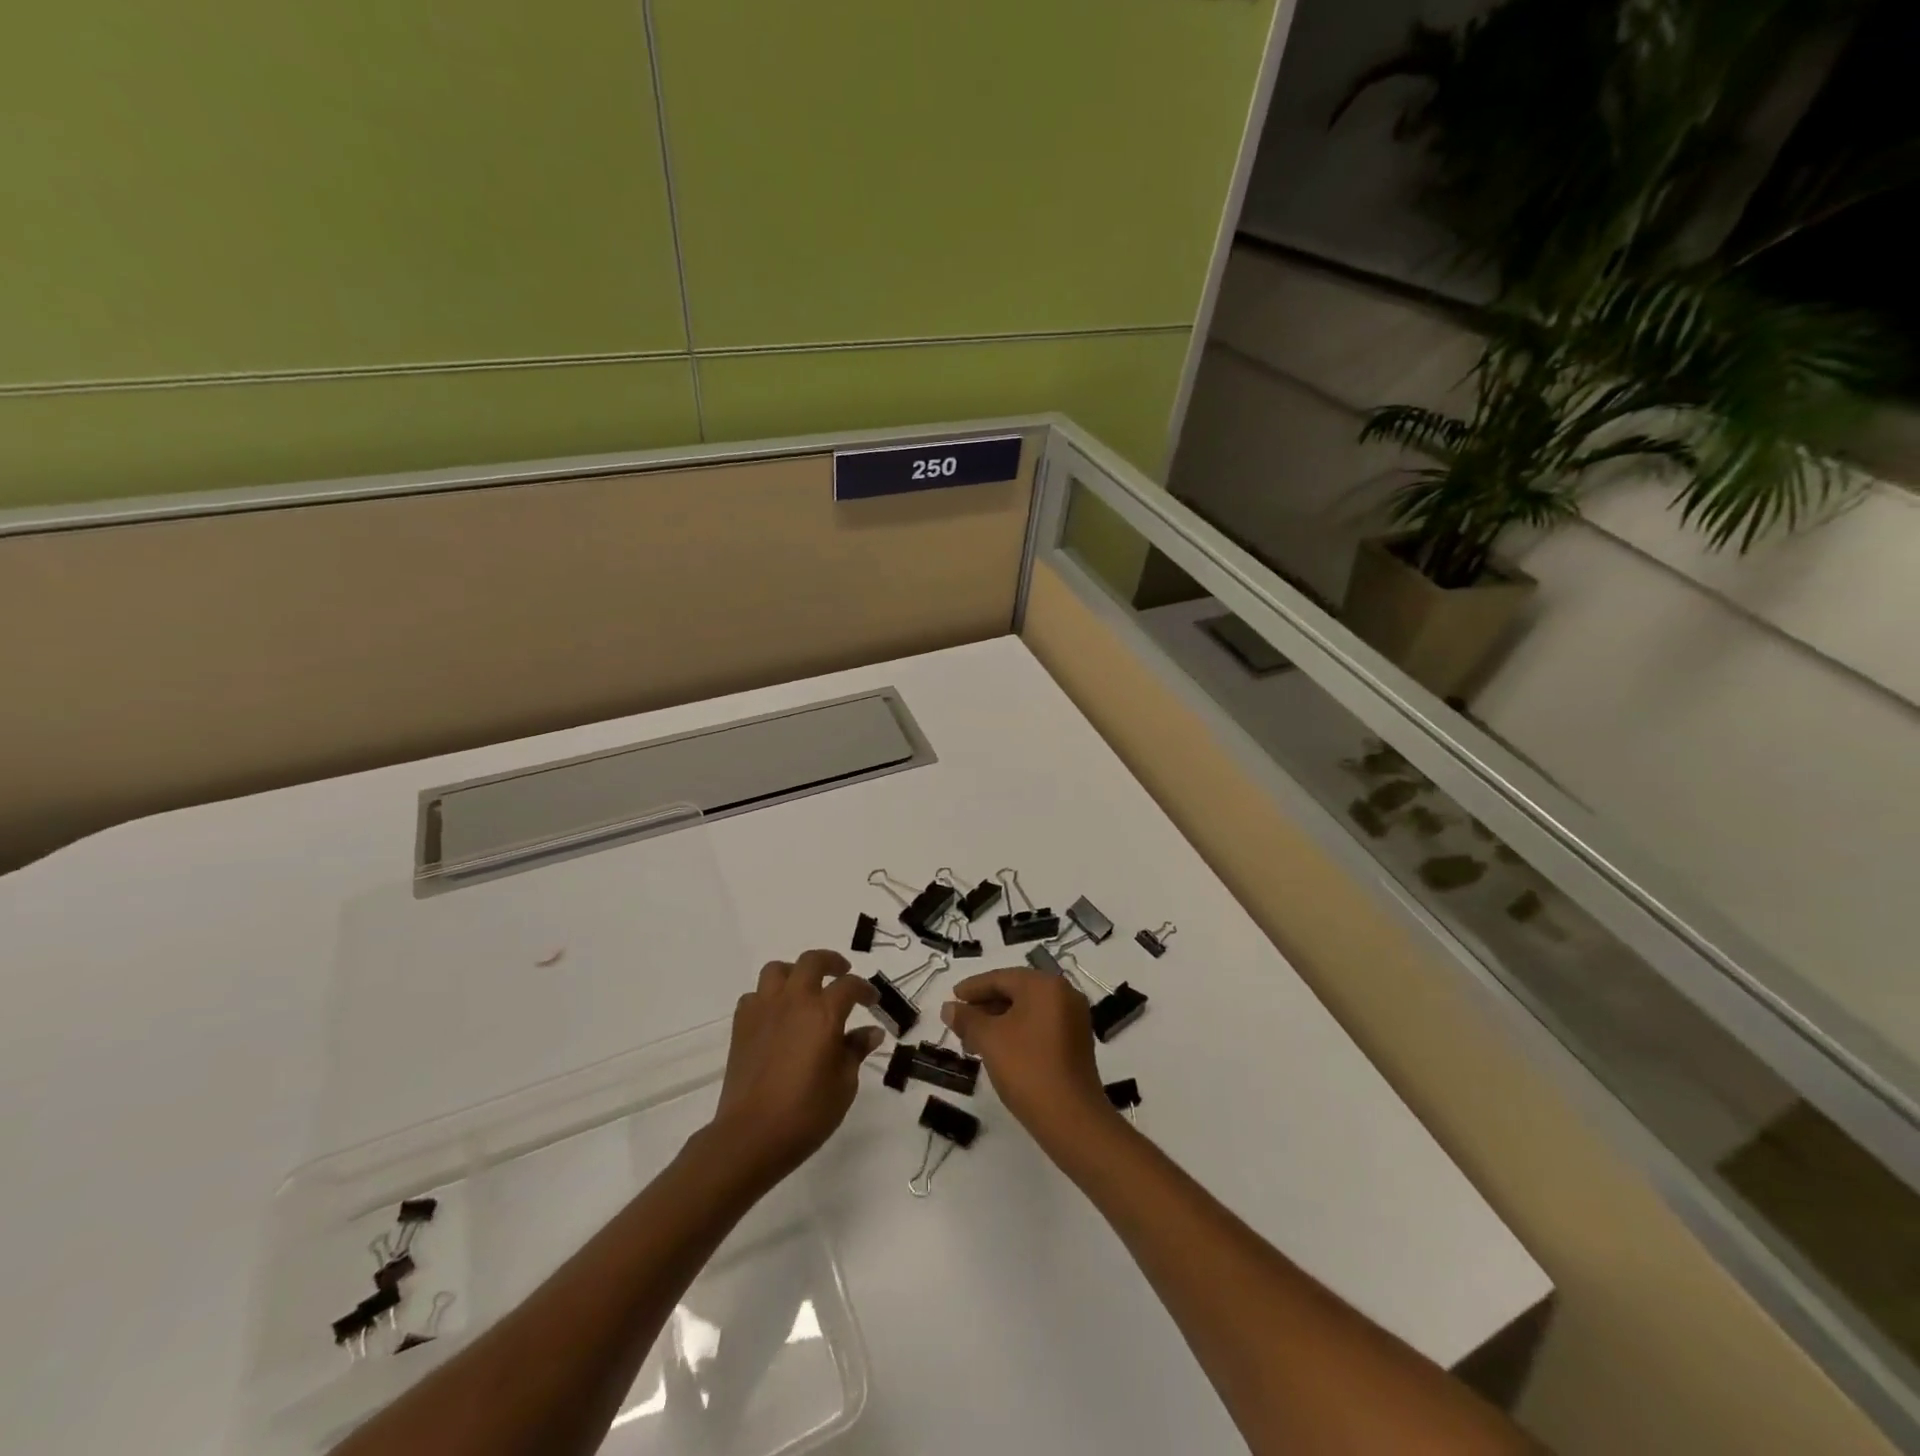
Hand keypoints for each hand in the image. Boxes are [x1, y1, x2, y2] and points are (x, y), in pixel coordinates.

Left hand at [709, 950, 882, 1183]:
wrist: (751, 1136)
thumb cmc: (806, 1113)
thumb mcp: (844, 1085)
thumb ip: (856, 1051)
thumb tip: (871, 1033)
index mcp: (824, 1013)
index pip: (849, 986)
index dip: (865, 990)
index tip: (873, 1001)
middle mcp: (793, 1001)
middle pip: (812, 961)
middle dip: (831, 962)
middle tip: (842, 973)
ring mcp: (764, 1010)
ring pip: (777, 970)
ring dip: (795, 972)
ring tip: (805, 988)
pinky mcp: (741, 1025)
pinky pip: (754, 995)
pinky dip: (768, 997)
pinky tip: (776, 1015)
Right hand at [941, 968, 1114, 1148]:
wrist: (1071, 1118)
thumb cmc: (1026, 1068)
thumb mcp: (989, 1040)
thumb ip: (966, 1019)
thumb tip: (949, 1008)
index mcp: (1045, 985)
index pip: (1001, 978)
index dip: (973, 987)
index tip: (952, 997)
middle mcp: (1064, 993)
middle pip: (1016, 991)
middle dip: (985, 1006)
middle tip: (959, 1021)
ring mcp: (1074, 1018)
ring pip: (1027, 1010)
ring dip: (999, 1021)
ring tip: (973, 1041)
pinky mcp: (1076, 1042)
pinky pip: (1040, 1025)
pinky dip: (1017, 1031)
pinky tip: (998, 1049)